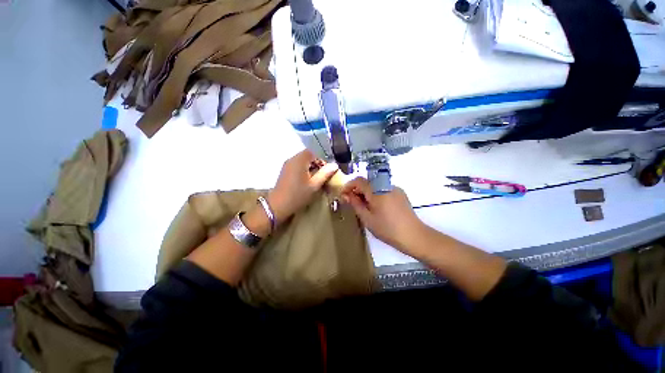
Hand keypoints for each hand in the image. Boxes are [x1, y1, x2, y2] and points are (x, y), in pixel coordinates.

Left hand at [267, 150, 338, 224]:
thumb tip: (335, 165)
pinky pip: (296, 166)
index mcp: (300, 160)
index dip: (321, 160)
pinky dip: (303, 170)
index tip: (325, 171)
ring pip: (302, 161)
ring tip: (314, 180)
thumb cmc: (298, 194)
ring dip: (310, 168)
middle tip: (321, 176)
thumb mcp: (315, 185)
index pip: (313, 152)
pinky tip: (305, 181)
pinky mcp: (284, 171)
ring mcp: (287, 165)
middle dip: (316, 164)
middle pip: (307, 156)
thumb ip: (325, 174)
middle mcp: (292, 159)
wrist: (278, 205)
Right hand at [341, 177, 422, 252]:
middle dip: (357, 190)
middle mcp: (386, 185)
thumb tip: (346, 195)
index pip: (359, 181)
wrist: (413, 235)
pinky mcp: (400, 193)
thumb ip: (355, 204)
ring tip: (364, 206)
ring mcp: (394, 188)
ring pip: (375, 186)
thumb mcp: (367, 218)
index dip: (349, 186)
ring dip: (366, 192)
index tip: (343, 194)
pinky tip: (376, 207)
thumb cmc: (387, 229)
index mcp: (376, 190)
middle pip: (367, 182)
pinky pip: (383, 189)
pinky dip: (376, 194)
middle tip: (352, 202)